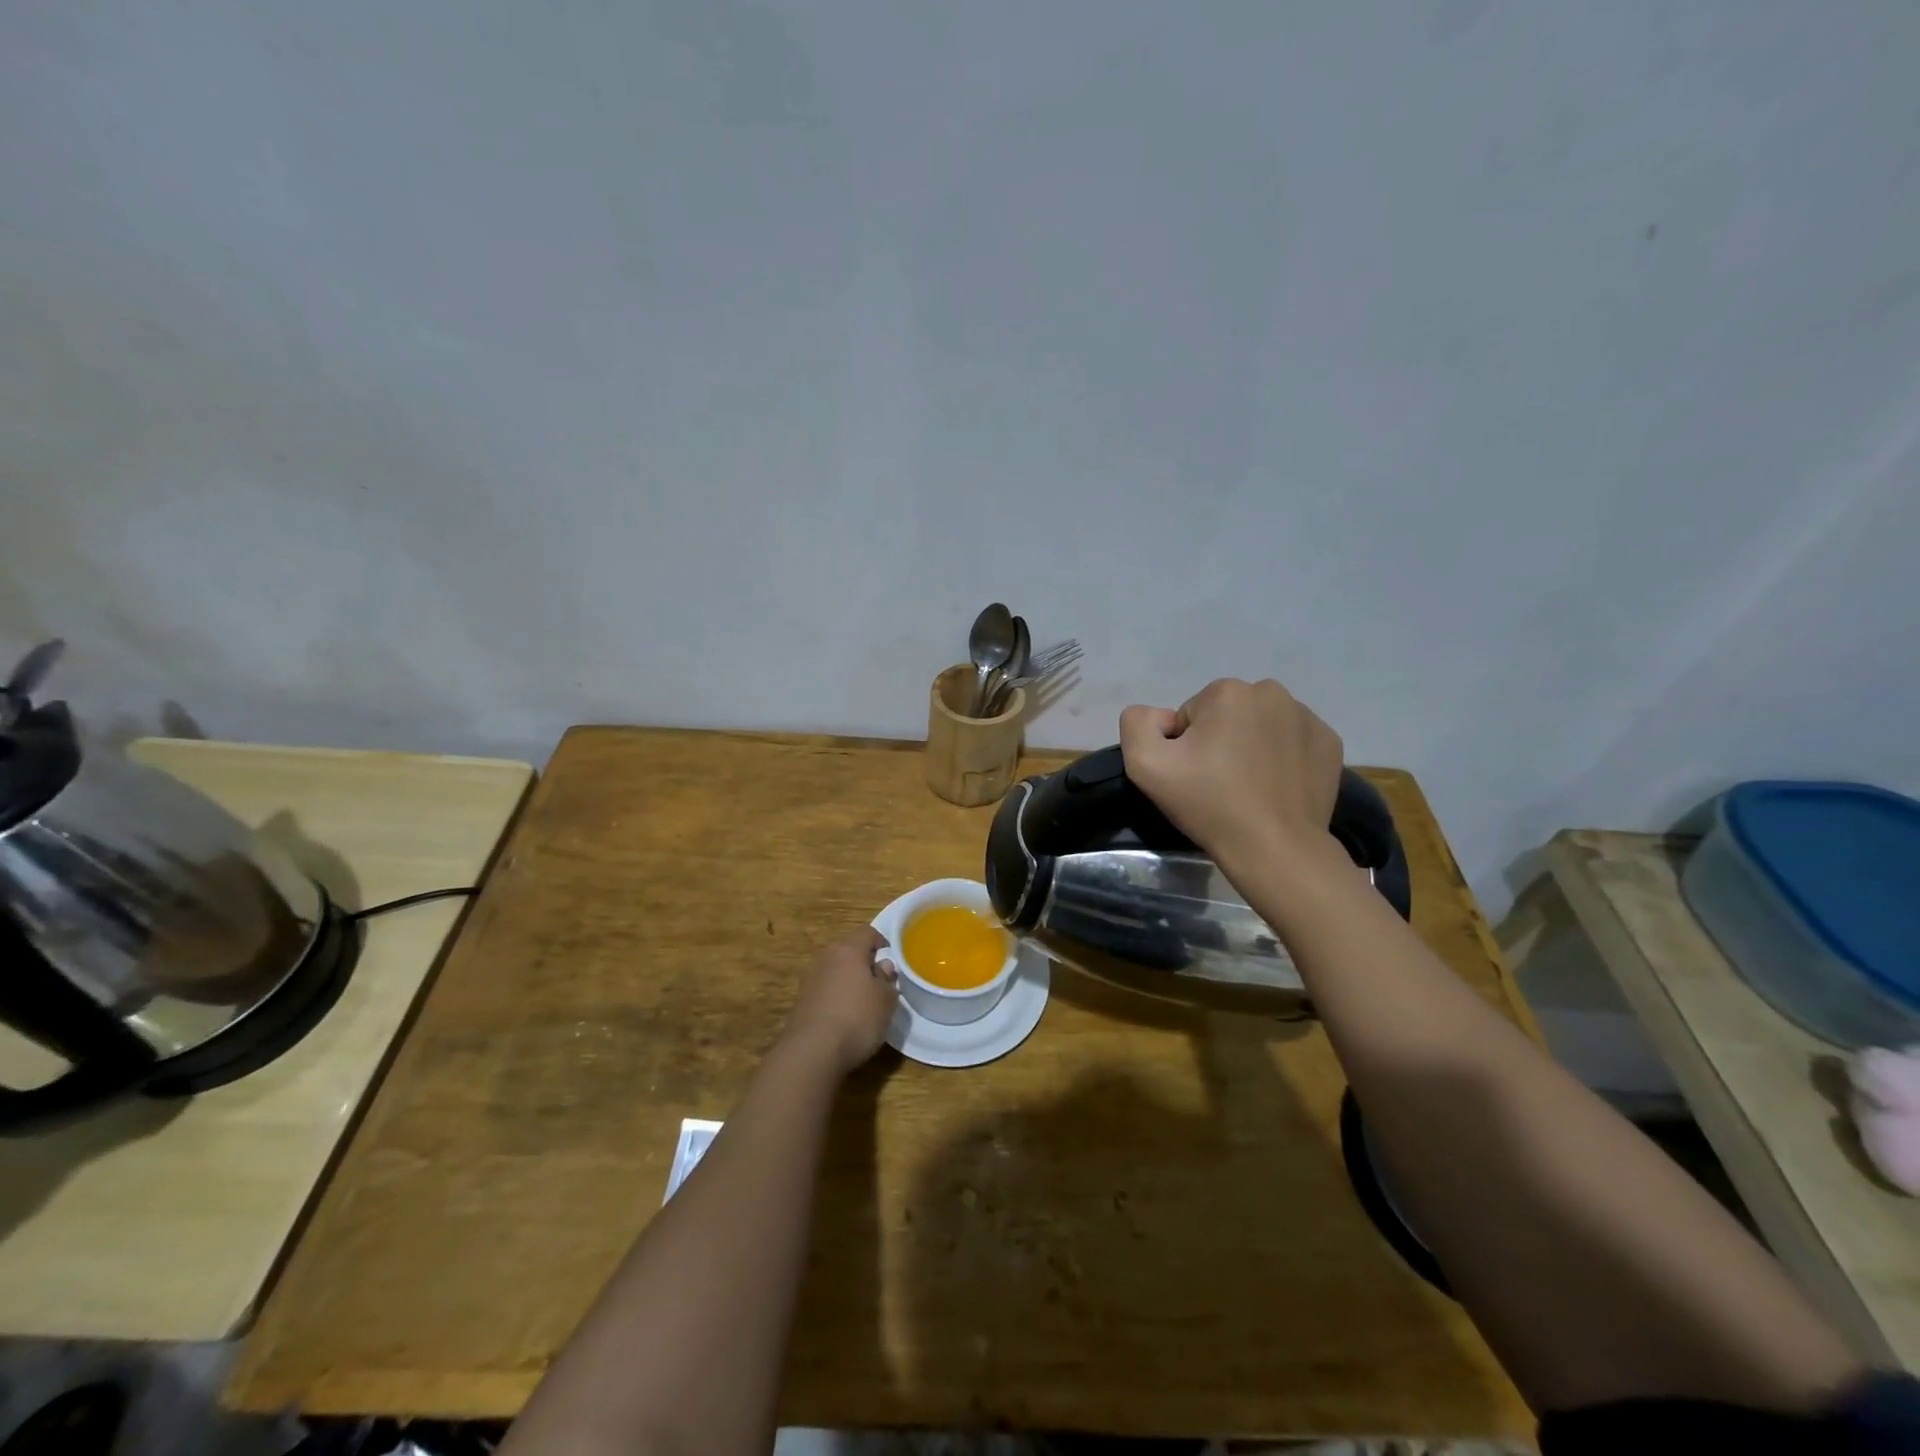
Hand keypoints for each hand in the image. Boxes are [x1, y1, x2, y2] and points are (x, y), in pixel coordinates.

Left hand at [781, 927, 899, 1075]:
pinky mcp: (801, 1002)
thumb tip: (883, 966)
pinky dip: (835, 997)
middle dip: (864, 962)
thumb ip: (887, 980)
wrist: (812, 1051)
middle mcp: (826, 958)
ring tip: (863, 1001)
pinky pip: (824, 990)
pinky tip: (844, 1017)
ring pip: (835, 970)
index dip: (881, 942)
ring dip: (848, 980)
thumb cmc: (857, 1018)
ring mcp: (810, 979)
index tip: (891, 957)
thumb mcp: (886, 1001)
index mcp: (848, 949)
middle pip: (848, 950)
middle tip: (879, 980)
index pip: (867, 933)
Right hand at [1119, 678, 1344, 869]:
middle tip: (1218, 783)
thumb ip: (1138, 723)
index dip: (1185, 747)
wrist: (1275, 849)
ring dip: (1250, 747)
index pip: (1191, 715)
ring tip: (1249, 788)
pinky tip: (1275, 787)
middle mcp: (1272, 693)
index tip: (1194, 777)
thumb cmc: (1209, 804)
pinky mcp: (1330, 743)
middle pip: (1227, 715)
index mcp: (1227, 692)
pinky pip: (1292, 742)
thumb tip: (1161, 718)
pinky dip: (1282, 758)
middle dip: (1219, 741)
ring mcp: (1307, 717)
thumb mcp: (1145, 765)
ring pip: (1260, 726)